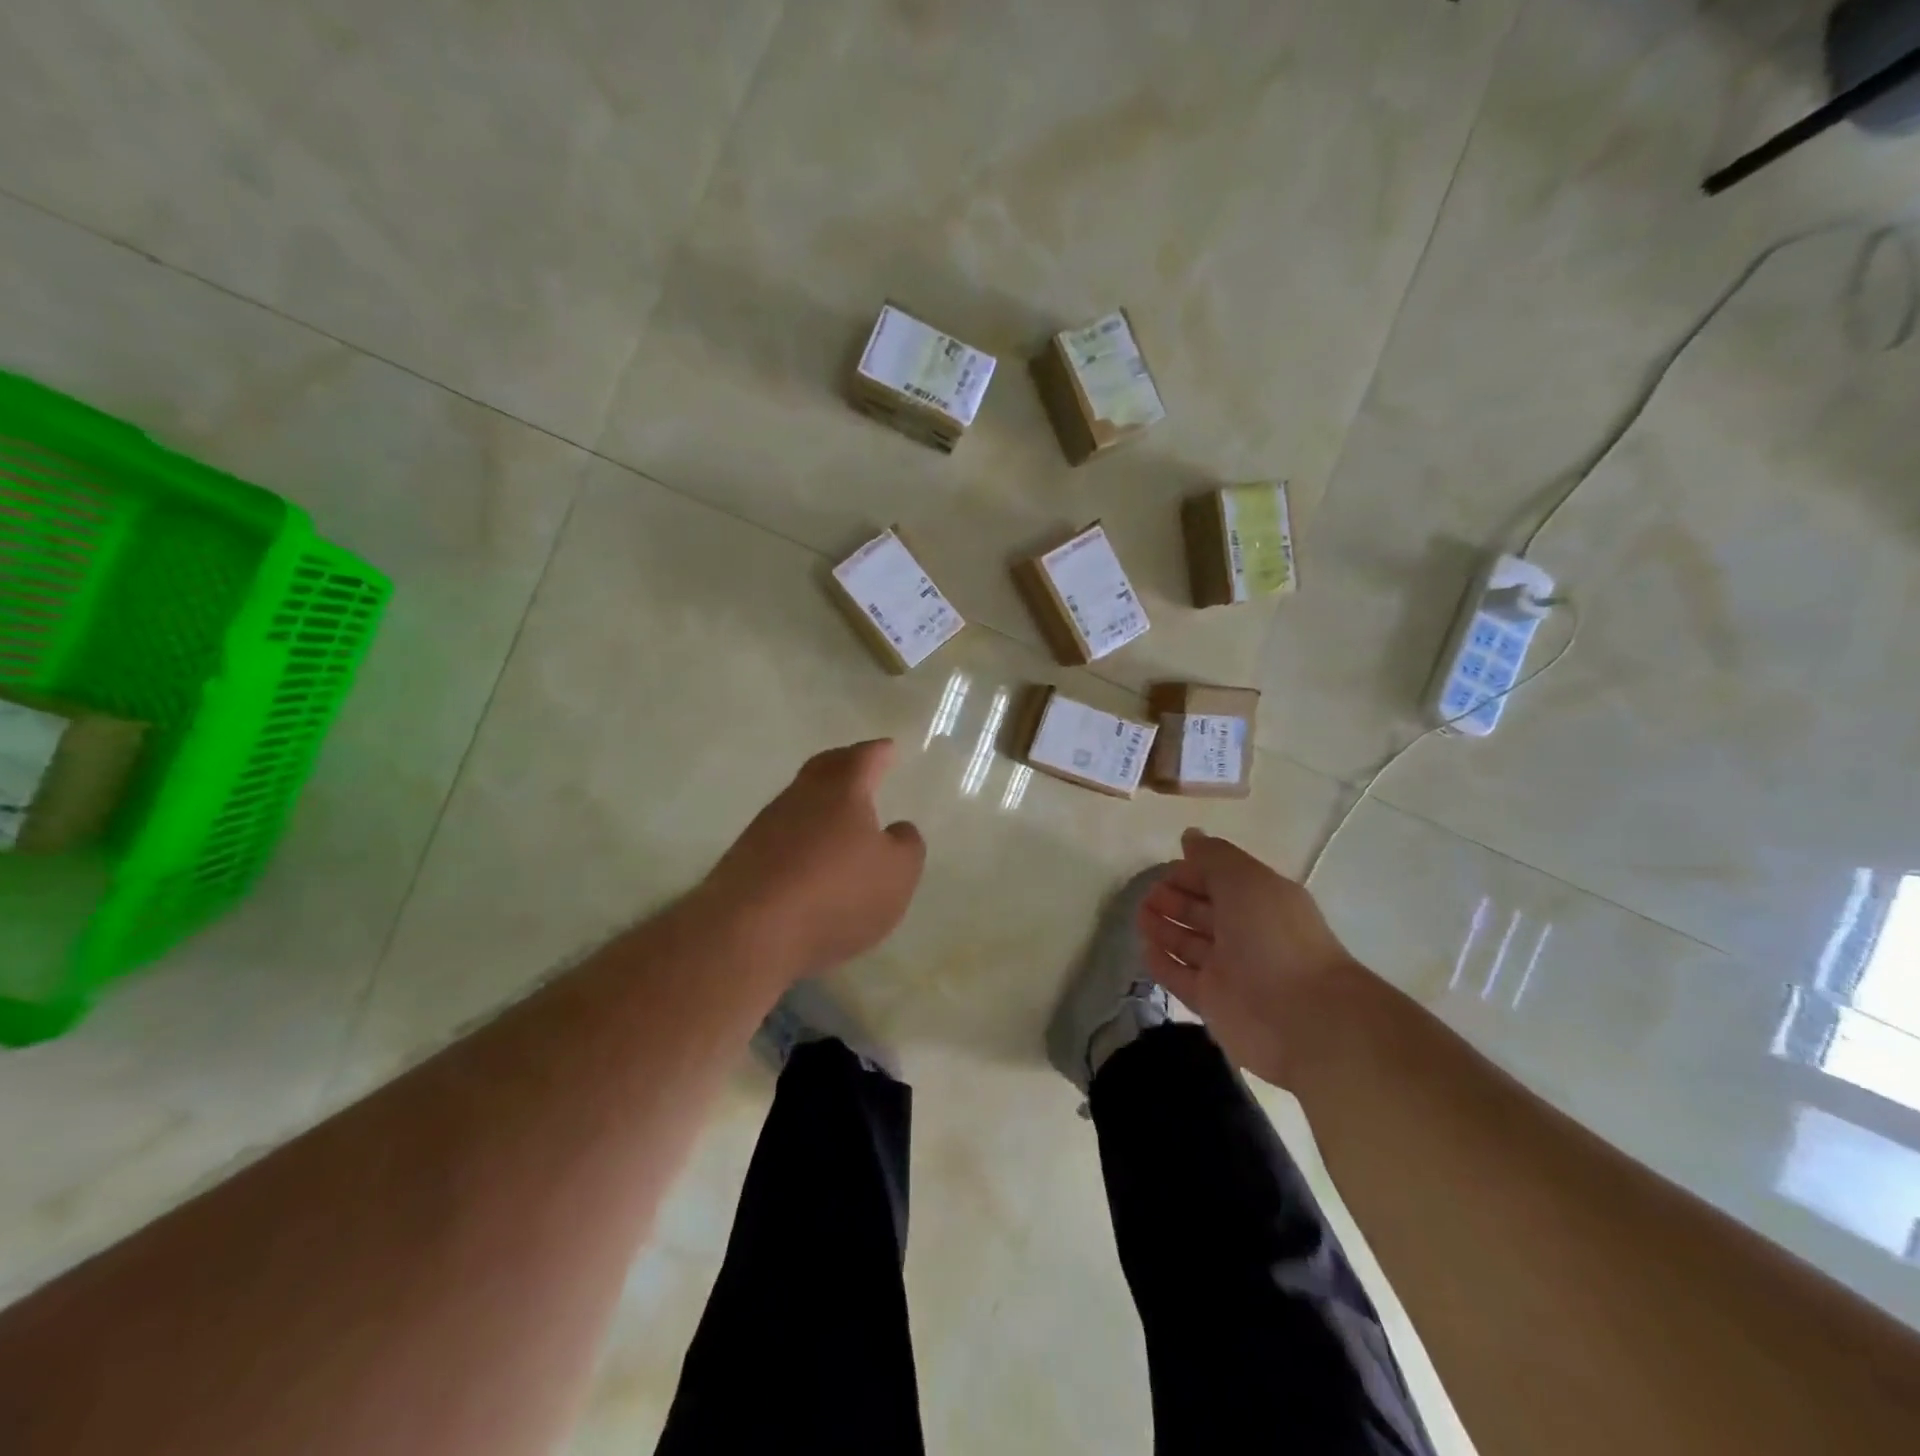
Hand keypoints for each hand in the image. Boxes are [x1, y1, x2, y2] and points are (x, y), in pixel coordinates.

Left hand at [702, 739, 925, 983]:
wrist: (749, 934)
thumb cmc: (837, 894)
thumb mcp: (896, 874)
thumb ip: (906, 846)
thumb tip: (898, 829)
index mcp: (841, 791)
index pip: (863, 759)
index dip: (878, 753)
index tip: (888, 748)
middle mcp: (800, 798)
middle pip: (823, 769)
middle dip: (843, 764)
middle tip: (859, 765)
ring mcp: (765, 827)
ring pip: (798, 802)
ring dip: (818, 805)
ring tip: (837, 818)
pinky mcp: (743, 860)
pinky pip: (780, 836)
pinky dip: (799, 838)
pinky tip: (808, 859)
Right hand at [1138, 828, 1362, 1084]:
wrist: (1301, 1017)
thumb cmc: (1273, 936)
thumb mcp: (1244, 880)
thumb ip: (1214, 857)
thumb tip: (1190, 835)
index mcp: (1261, 901)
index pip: (1221, 880)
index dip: (1193, 872)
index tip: (1165, 870)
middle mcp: (1246, 933)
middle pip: (1204, 912)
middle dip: (1175, 900)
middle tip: (1147, 895)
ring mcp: (1229, 970)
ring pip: (1190, 943)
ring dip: (1165, 928)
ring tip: (1140, 917)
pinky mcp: (1213, 1002)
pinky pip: (1182, 978)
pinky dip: (1164, 963)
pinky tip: (1145, 949)